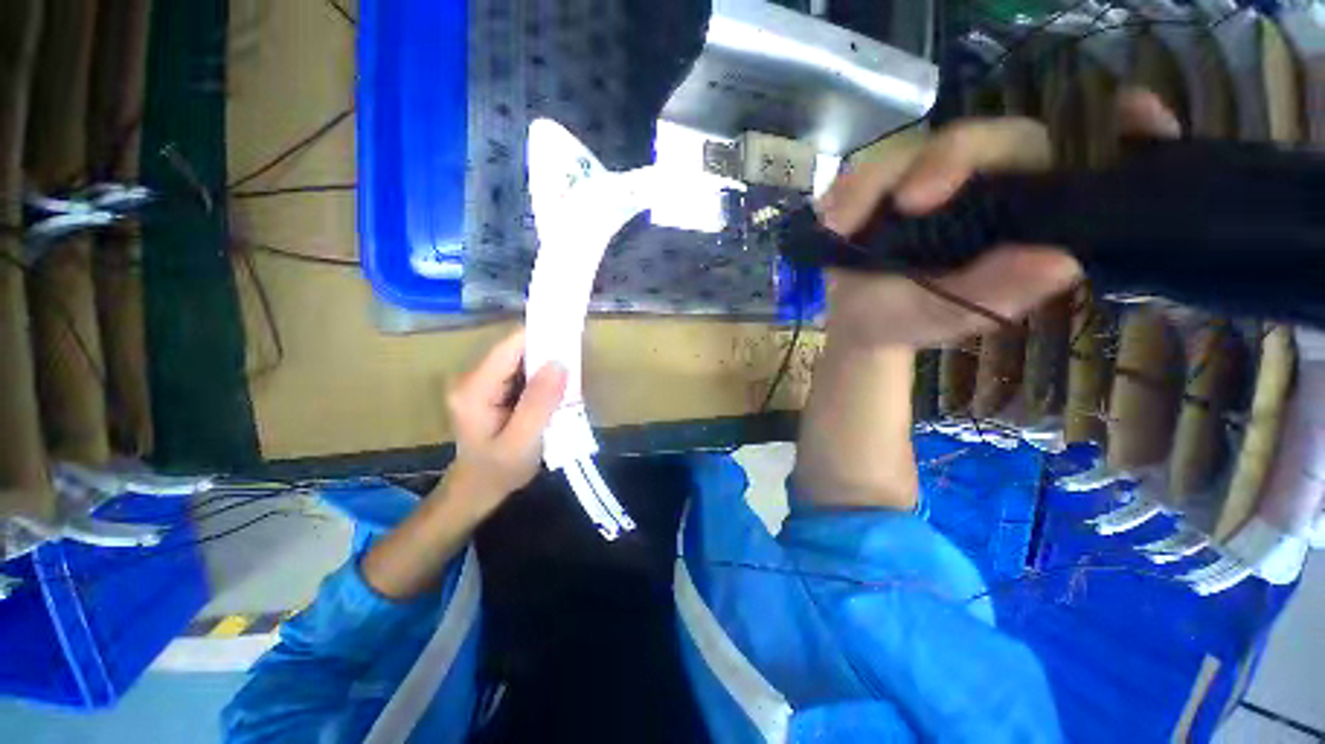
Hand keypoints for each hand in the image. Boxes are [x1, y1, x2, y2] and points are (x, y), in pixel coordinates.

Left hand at [446, 328, 566, 507]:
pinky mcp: (492, 388)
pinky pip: (522, 372)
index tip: (572, 336)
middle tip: (577, 365)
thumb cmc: (499, 471)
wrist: (478, 490)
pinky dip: (542, 377)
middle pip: (516, 349)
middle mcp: (473, 377)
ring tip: (571, 380)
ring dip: (548, 366)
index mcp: (474, 388)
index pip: (511, 346)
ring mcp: (482, 382)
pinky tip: (556, 391)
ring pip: (522, 359)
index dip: (542, 336)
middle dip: (549, 354)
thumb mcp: (523, 441)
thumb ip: (539, 403)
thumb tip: (560, 362)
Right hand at [816, 88, 1180, 349]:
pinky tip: (831, 220)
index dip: (1108, 133)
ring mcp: (926, 180)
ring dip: (873, 184)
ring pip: (912, 151)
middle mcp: (981, 184)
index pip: (1065, 160)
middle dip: (946, 161)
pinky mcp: (881, 185)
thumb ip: (999, 294)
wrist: (858, 325)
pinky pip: (863, 173)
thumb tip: (1063, 261)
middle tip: (908, 202)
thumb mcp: (952, 316)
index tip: (1134, 112)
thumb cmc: (906, 322)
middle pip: (985, 139)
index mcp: (1018, 212)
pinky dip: (845, 194)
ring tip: (841, 225)